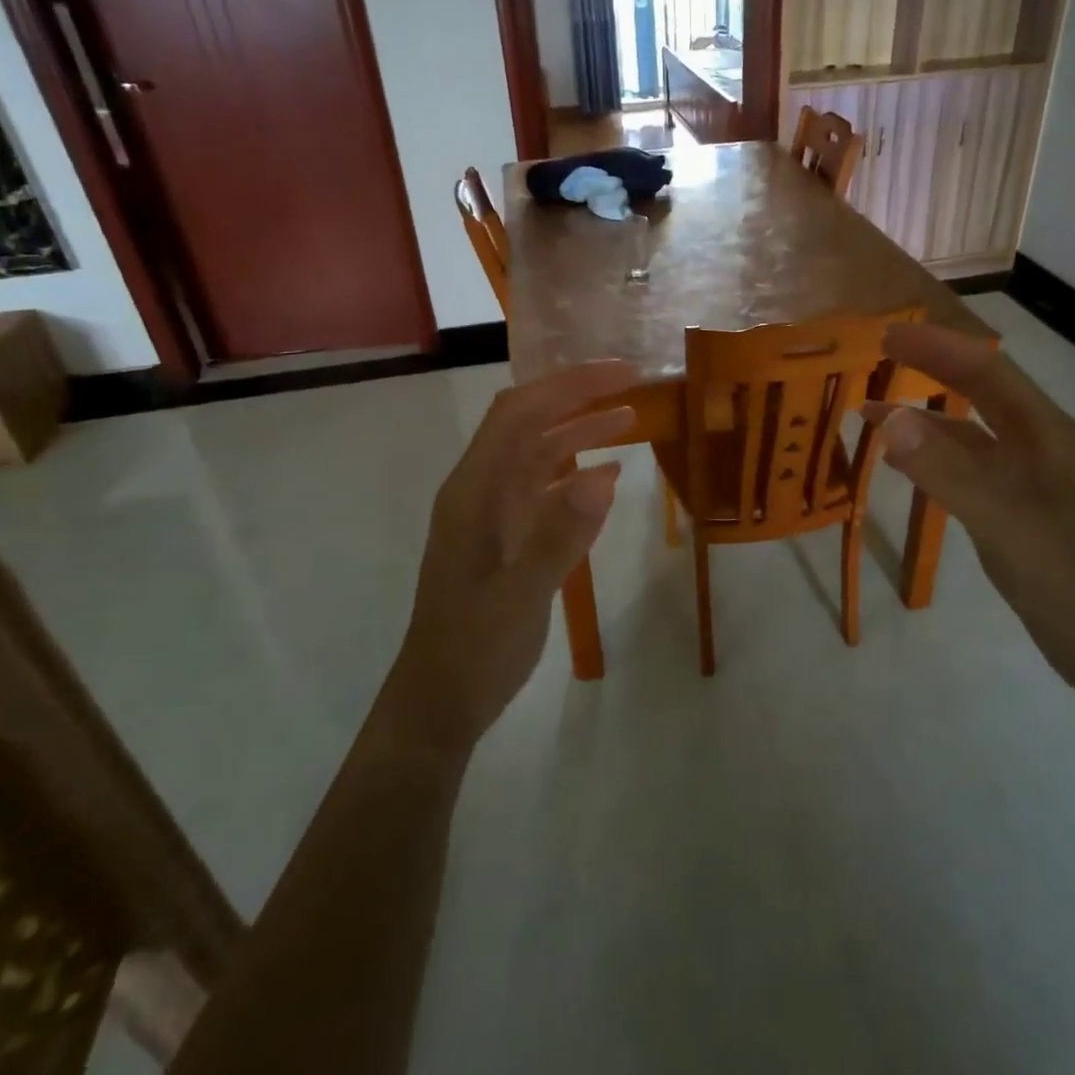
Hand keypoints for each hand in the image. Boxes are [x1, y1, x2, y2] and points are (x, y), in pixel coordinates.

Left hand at [381, 361, 637, 756]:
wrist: (442, 701)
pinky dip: (576, 475)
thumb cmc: (474, 648)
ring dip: (579, 432)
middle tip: (633, 383)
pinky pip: (544, 491)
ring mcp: (493, 515)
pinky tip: (609, 478)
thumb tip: (605, 475)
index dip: (568, 385)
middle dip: (577, 397)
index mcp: (474, 491)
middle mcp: (481, 491)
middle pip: (529, 424)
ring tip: (629, 419)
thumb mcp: (520, 595)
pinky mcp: (508, 538)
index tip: (619, 373)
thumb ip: (559, 535)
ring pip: (538, 455)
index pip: (519, 413)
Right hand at [865, 324, 1074, 694]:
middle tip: (881, 355)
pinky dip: (931, 458)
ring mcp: (1028, 479)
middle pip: (980, 394)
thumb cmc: (1066, 574)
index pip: (987, 373)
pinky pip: (966, 469)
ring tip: (871, 412)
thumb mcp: (1001, 517)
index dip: (939, 348)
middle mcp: (1038, 446)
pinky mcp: (1015, 509)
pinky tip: (901, 464)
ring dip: (924, 419)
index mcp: (1046, 433)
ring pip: (969, 434)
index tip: (889, 334)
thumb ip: (945, 468)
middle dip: (932, 370)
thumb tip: (889, 418)